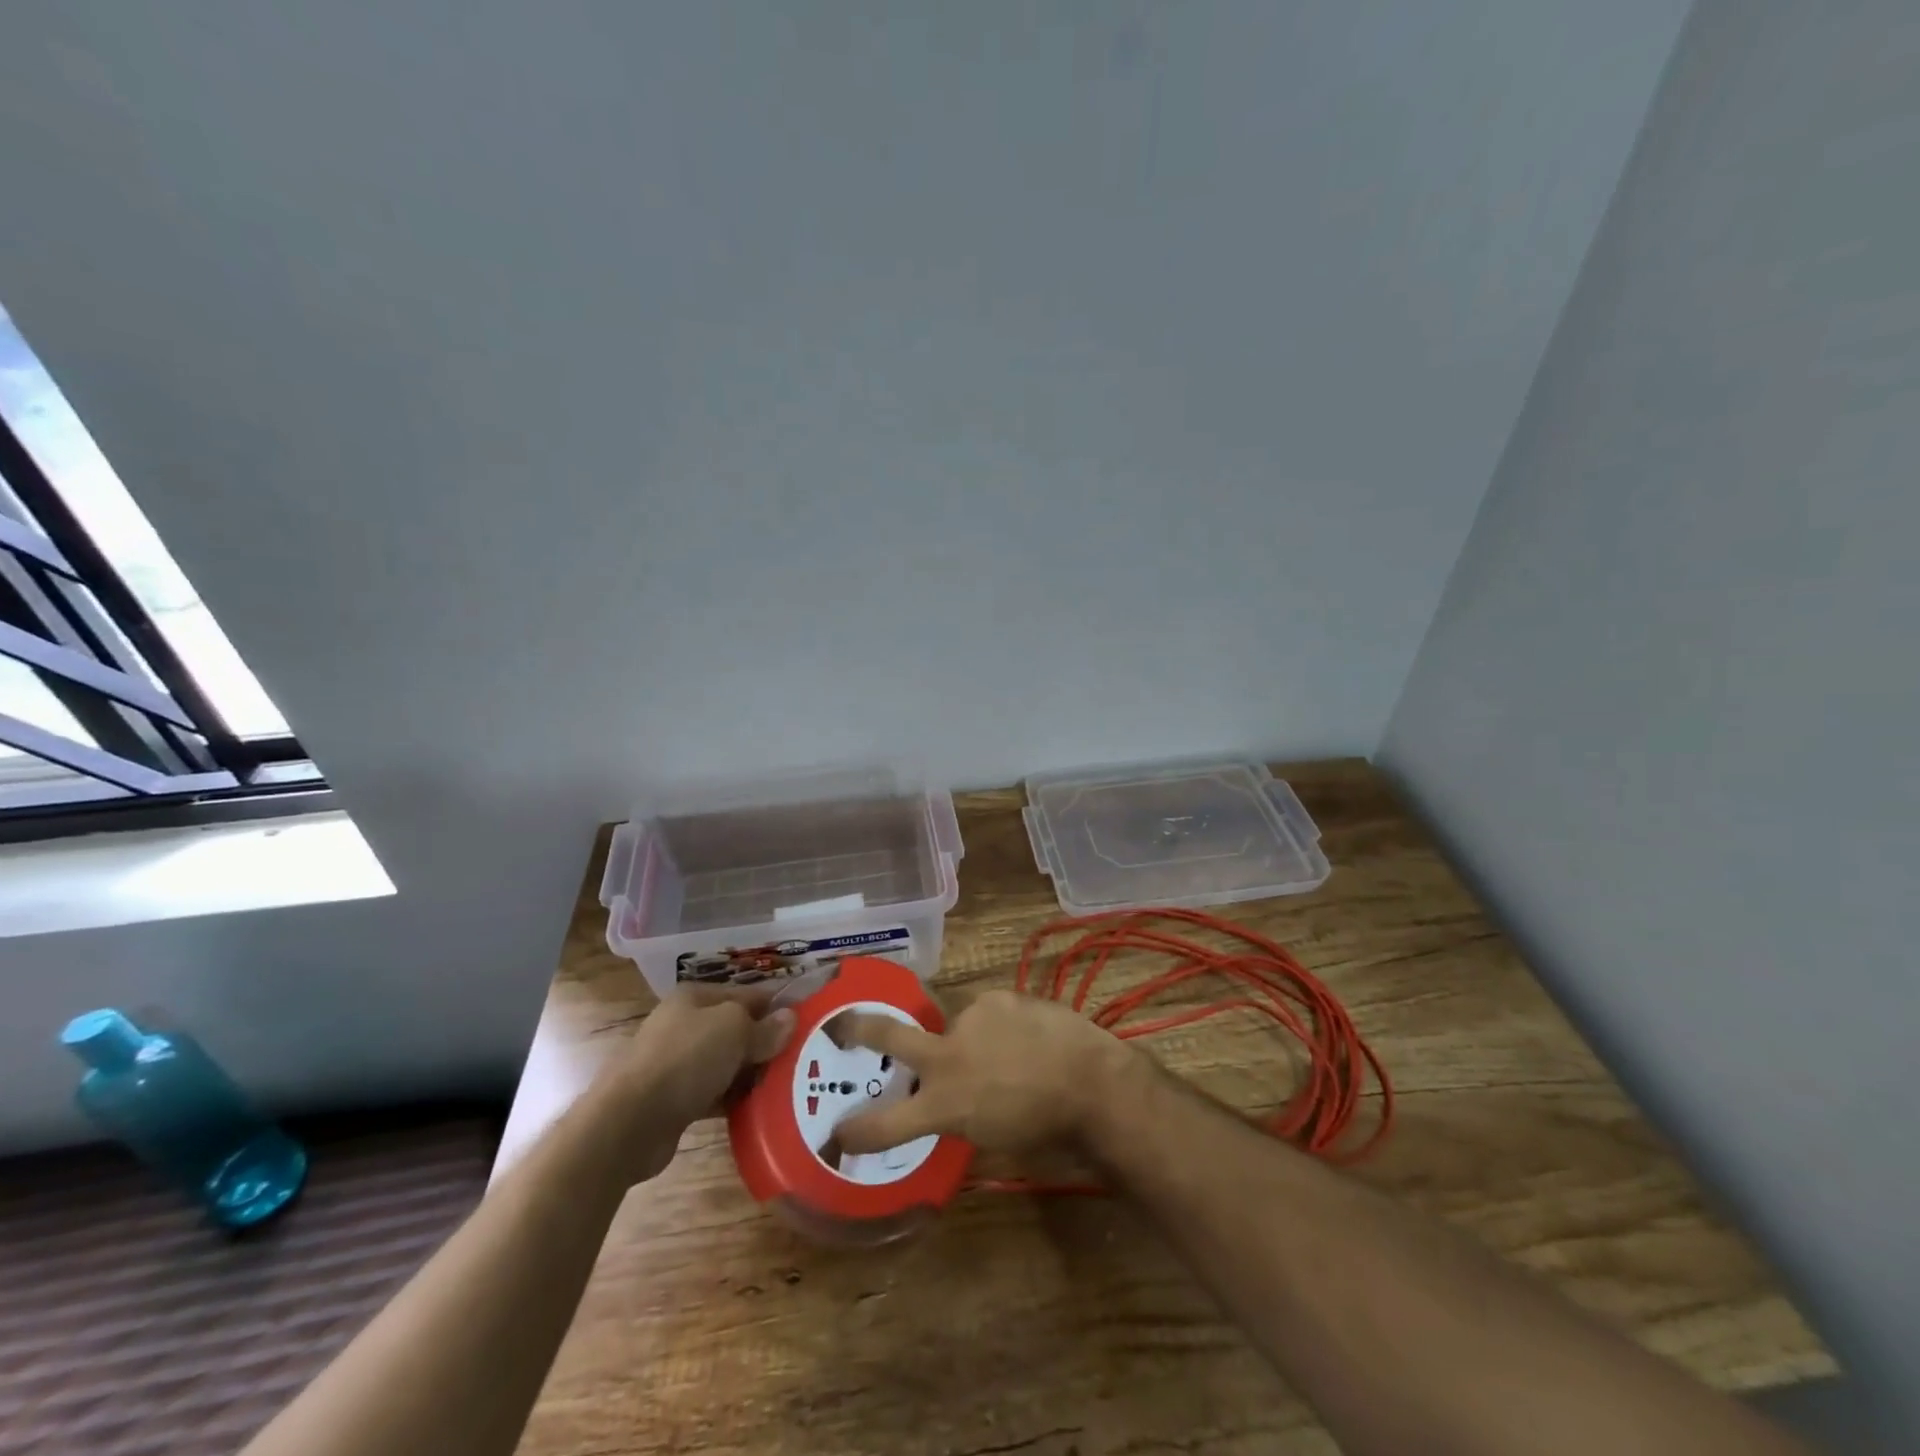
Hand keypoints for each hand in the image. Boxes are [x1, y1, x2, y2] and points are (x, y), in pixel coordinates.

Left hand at [603, 986, 793, 1181]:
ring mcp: (676, 1063)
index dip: (777, 1008)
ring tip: (787, 1086)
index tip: (807, 1025)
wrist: (628, 1122)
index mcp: (695, 997)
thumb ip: (764, 1027)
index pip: (748, 995)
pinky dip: (733, 1099)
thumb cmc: (685, 1059)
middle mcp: (684, 1024)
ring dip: (751, 1074)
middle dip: (766, 1043)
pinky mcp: (673, 1099)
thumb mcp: (733, 1030)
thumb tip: (790, 1019)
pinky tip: (757, 1109)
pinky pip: (713, 1093)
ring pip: (726, 1063)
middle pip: (737, 1029)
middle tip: (802, 1059)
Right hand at [830, 990, 1139, 1155]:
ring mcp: (971, 1020)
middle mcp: (947, 1056)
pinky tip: (1027, 1038)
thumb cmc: (1045, 1127)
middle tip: (840, 1023)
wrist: (1090, 1081)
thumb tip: (946, 1105)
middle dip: (858, 1028)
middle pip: (889, 1036)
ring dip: (973, 1041)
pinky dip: (1000, 1027)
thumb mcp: (991, 1137)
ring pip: (957, 1027)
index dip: (856, 1130)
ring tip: (1011, 1054)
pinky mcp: (997, 998)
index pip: (886, 1124)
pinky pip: (989, 1014)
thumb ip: (959, 1116)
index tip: (836, 1134)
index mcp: (944, 1103)